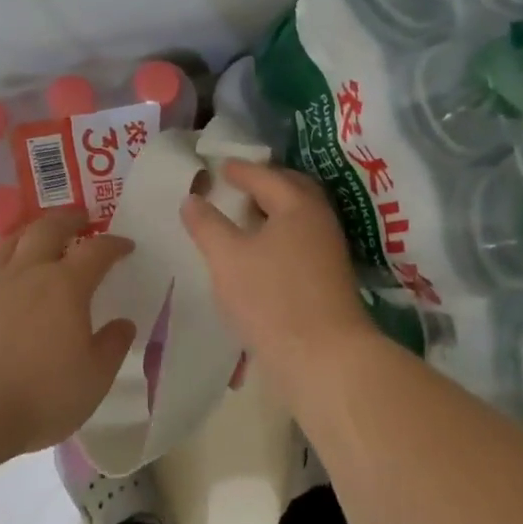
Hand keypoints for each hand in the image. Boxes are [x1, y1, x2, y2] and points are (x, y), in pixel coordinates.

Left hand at [0, 211, 137, 458]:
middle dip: (69, 219)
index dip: (114, 244)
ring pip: (11, 243)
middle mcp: (28, 274)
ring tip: (40, 235)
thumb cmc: (40, 394)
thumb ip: (112, 346)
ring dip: (31, 232)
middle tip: (82, 218)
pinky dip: (3, 271)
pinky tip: (5, 287)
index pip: (96, 251)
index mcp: (66, 286)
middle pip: (48, 229)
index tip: (126, 245)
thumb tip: (123, 324)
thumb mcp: (94, 378)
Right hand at [180, 162, 370, 370]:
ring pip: (299, 217)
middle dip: (265, 183)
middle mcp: (320, 220)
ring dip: (275, 210)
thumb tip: (192, 198)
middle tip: (239, 184)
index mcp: (297, 205)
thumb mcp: (227, 258)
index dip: (240, 170)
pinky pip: (302, 240)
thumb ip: (207, 225)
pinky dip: (282, 234)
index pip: (266, 176)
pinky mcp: (330, 277)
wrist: (325, 357)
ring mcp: (330, 250)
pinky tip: (263, 252)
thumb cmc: (272, 299)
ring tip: (246, 217)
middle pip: (292, 190)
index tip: (220, 166)